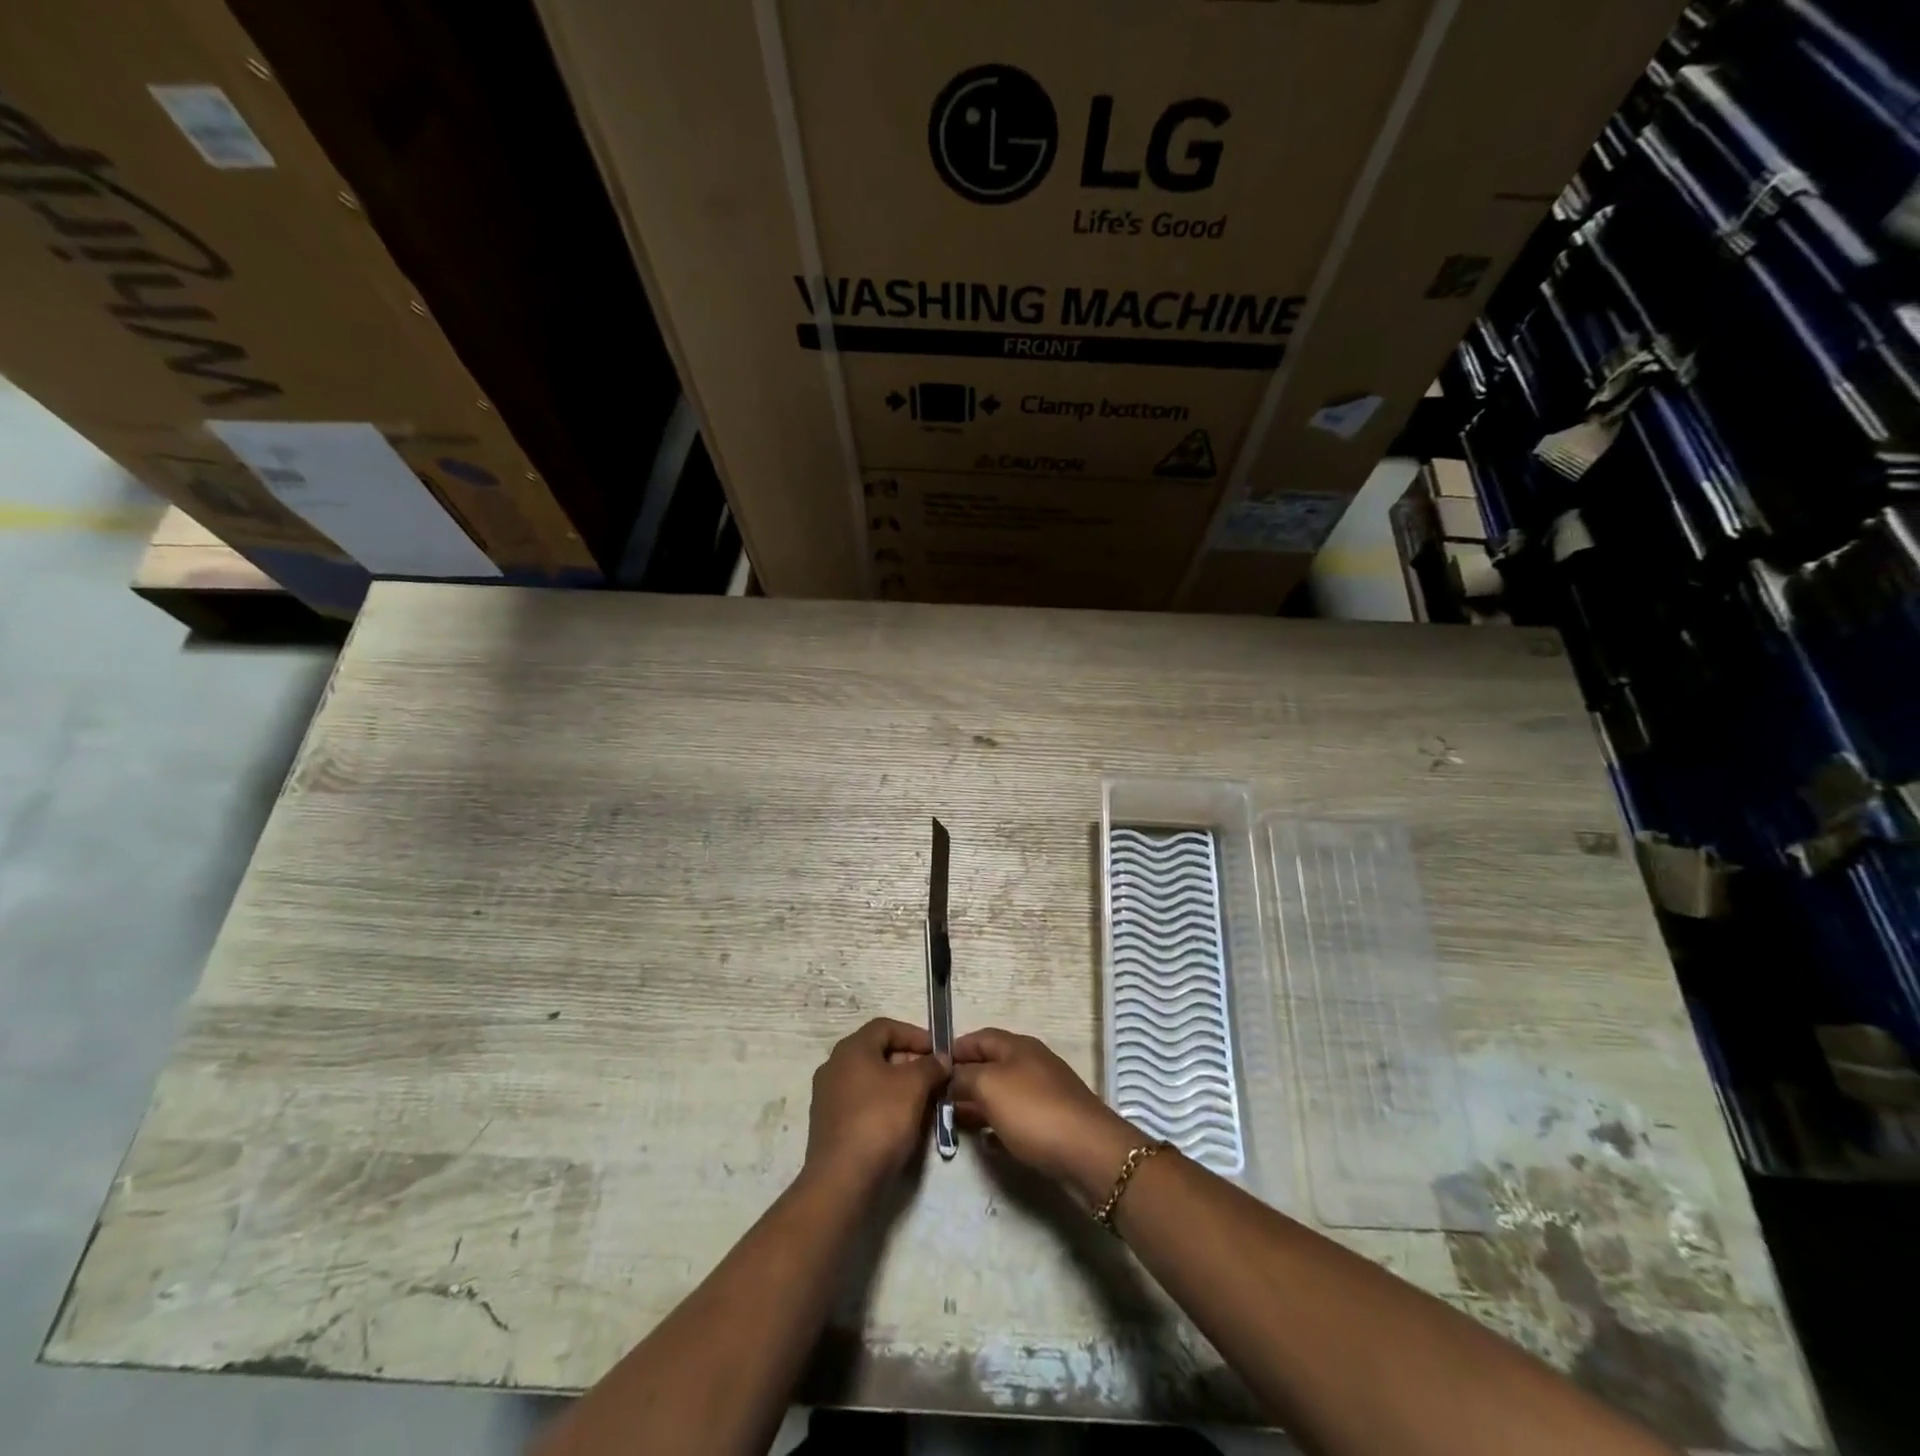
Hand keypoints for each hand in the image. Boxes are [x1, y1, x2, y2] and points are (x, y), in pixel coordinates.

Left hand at [803, 1018, 949, 1191]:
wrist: (842, 1180)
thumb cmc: (880, 1120)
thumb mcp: (914, 1086)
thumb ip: (930, 1066)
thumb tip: (941, 1058)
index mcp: (851, 1048)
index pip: (886, 1027)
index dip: (915, 1035)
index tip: (938, 1052)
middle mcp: (834, 1066)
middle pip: (878, 1052)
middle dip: (909, 1062)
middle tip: (934, 1078)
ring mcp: (828, 1096)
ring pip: (871, 1080)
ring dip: (899, 1086)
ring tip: (924, 1102)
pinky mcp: (829, 1125)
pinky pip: (862, 1103)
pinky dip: (884, 1105)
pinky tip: (902, 1124)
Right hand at [949, 1028, 1142, 1208]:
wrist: (1088, 1152)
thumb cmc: (1034, 1111)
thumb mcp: (989, 1086)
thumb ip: (964, 1077)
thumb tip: (950, 1077)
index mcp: (1018, 1047)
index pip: (979, 1037)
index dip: (955, 1049)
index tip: (931, 1067)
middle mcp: (1032, 1064)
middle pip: (991, 1066)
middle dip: (964, 1080)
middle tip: (937, 1100)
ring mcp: (1044, 1093)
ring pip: (1002, 1093)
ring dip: (979, 1104)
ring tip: (955, 1121)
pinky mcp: (1052, 1123)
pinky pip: (1017, 1119)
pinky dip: (998, 1126)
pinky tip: (986, 1142)